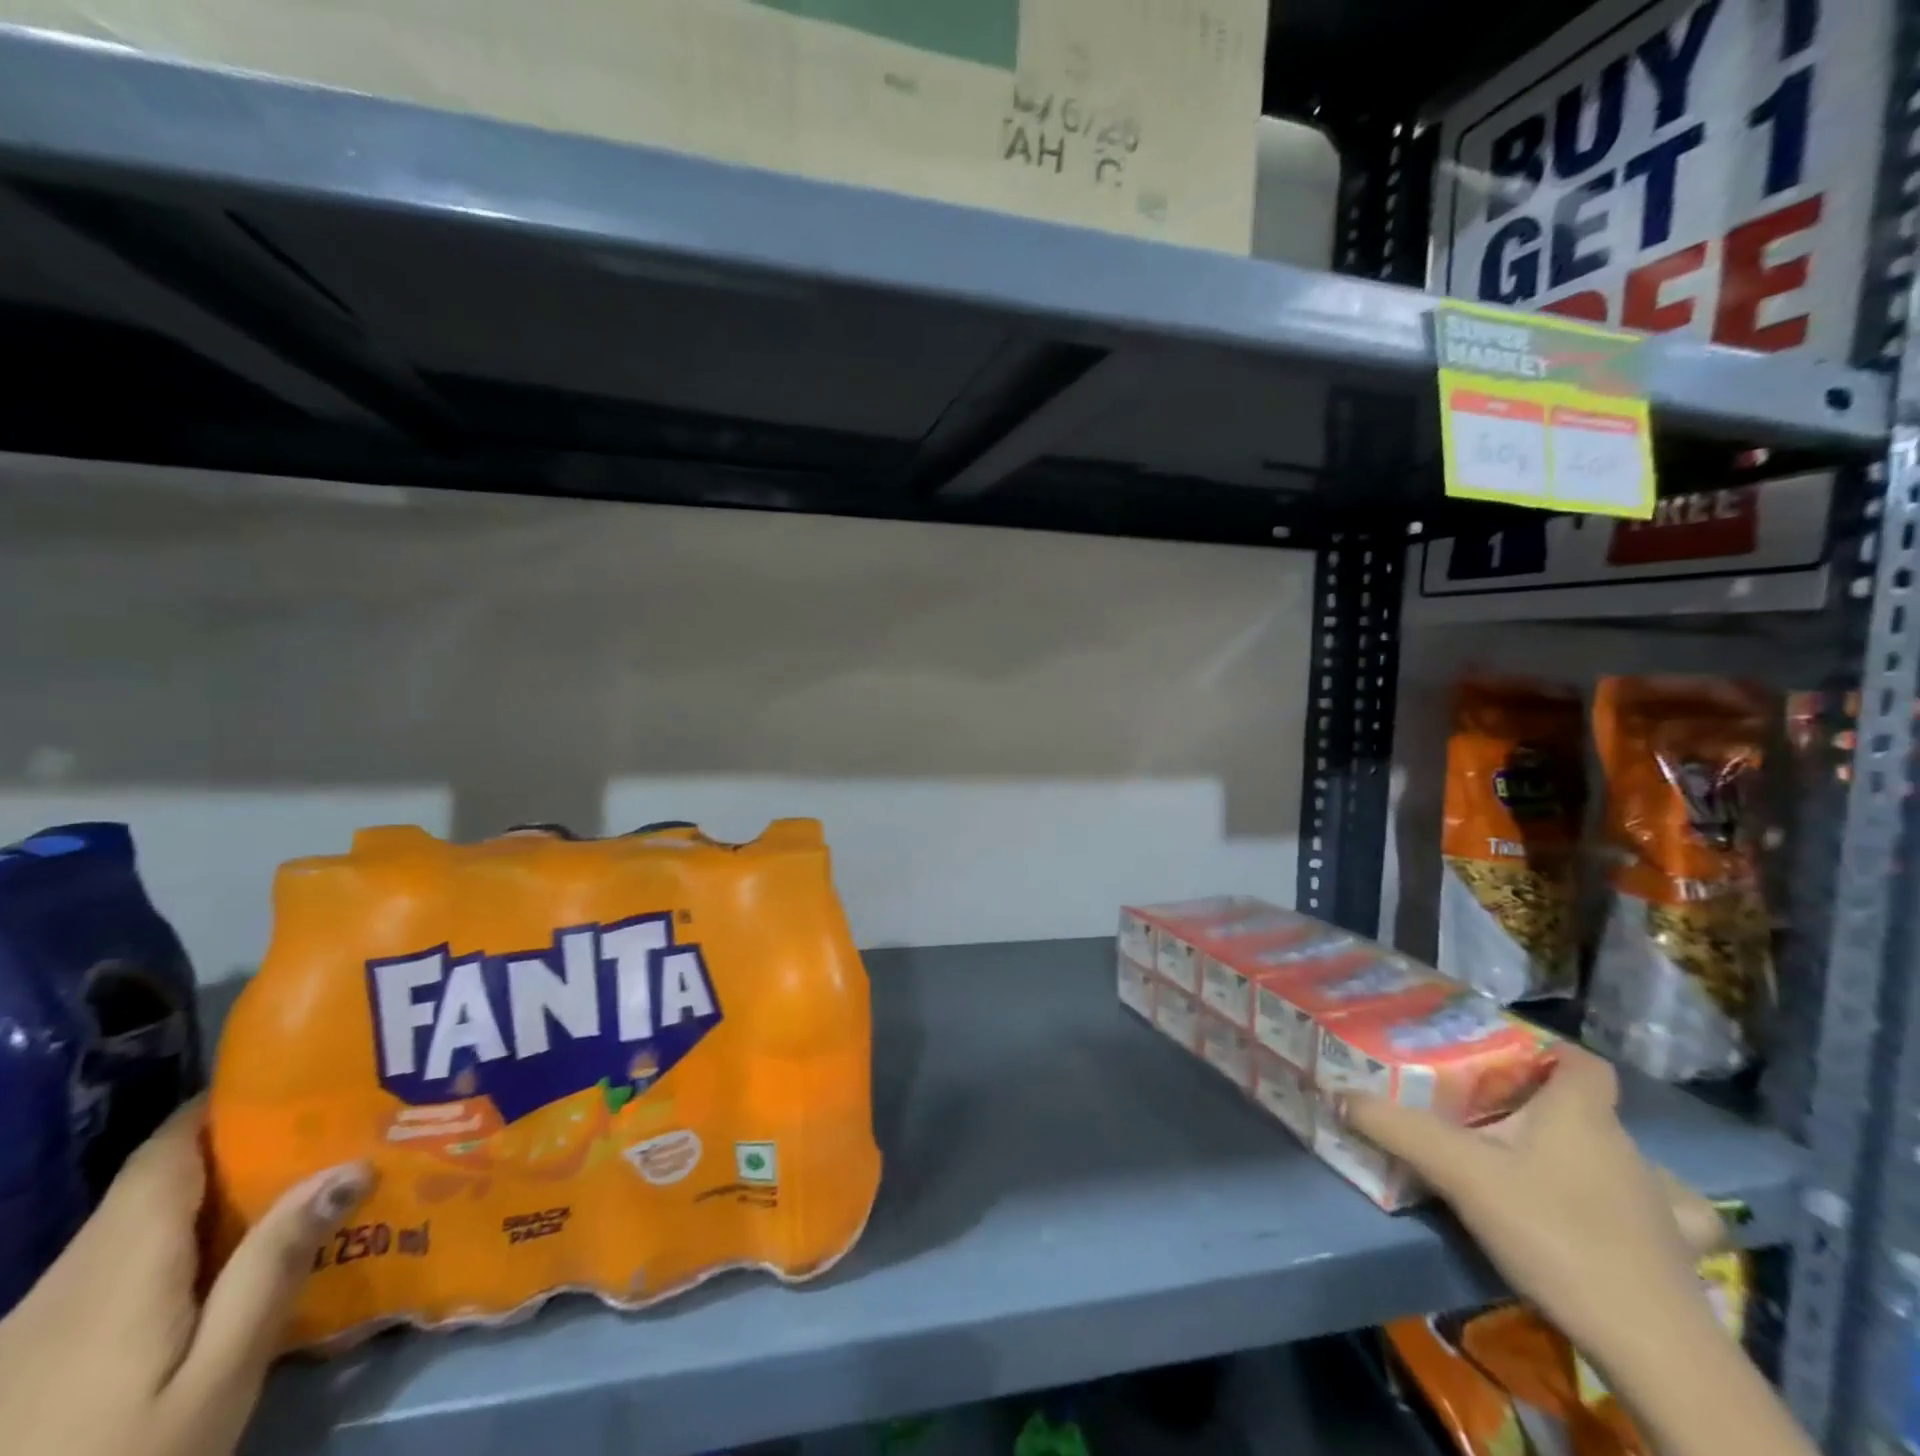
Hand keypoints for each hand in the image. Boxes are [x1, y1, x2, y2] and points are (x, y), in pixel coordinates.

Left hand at [0, 1100, 372, 1455]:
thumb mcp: (219, 1377)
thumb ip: (274, 1267)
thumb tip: (348, 1166)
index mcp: (116, 1270)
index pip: (162, 1155)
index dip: (218, 1107)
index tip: (290, 1080)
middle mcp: (64, 1282)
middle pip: (148, 1189)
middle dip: (232, 1151)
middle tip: (320, 1135)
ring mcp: (32, 1329)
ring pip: (127, 1231)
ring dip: (205, 1201)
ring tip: (289, 1192)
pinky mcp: (25, 1364)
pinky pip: (107, 1274)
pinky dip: (171, 1247)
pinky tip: (218, 1271)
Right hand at [1345, 1042, 1714, 1364]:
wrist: (1650, 1344)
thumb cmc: (1553, 1231)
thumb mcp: (1459, 1172)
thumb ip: (1397, 1129)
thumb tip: (1339, 1095)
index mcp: (1581, 1113)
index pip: (1582, 1062)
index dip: (1549, 1051)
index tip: (1504, 1057)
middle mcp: (1627, 1147)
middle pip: (1587, 1108)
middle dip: (1543, 1105)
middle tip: (1489, 1113)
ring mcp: (1660, 1204)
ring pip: (1622, 1159)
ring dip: (1588, 1155)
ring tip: (1541, 1165)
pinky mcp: (1677, 1255)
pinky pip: (1667, 1217)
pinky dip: (1641, 1210)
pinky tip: (1612, 1217)